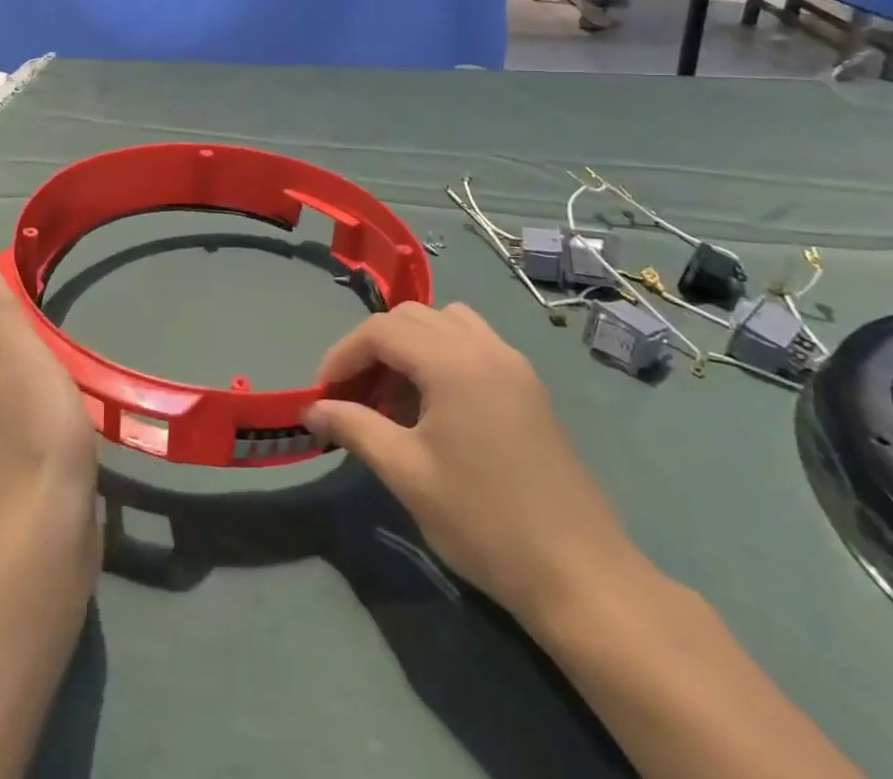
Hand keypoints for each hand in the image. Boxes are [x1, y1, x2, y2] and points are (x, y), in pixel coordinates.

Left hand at [0, 261, 100, 543]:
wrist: (49, 522)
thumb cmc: (34, 424)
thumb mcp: (18, 352)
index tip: (16, 298)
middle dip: (9, 347)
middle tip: (49, 327)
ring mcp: (6, 447)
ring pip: (12, 400)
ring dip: (32, 380)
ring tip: (69, 363)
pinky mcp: (34, 474)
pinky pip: (37, 430)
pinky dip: (51, 413)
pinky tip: (77, 412)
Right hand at [303, 302, 635, 621]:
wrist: (581, 575)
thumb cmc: (484, 521)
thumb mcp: (406, 474)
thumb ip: (354, 427)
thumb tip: (311, 409)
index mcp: (453, 361)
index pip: (381, 330)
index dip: (343, 355)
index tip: (323, 393)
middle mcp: (484, 346)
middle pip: (411, 317)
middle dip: (374, 347)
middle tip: (355, 395)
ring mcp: (513, 364)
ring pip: (446, 322)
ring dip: (410, 345)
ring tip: (395, 396)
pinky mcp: (530, 387)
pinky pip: (474, 343)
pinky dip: (443, 354)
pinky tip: (438, 405)